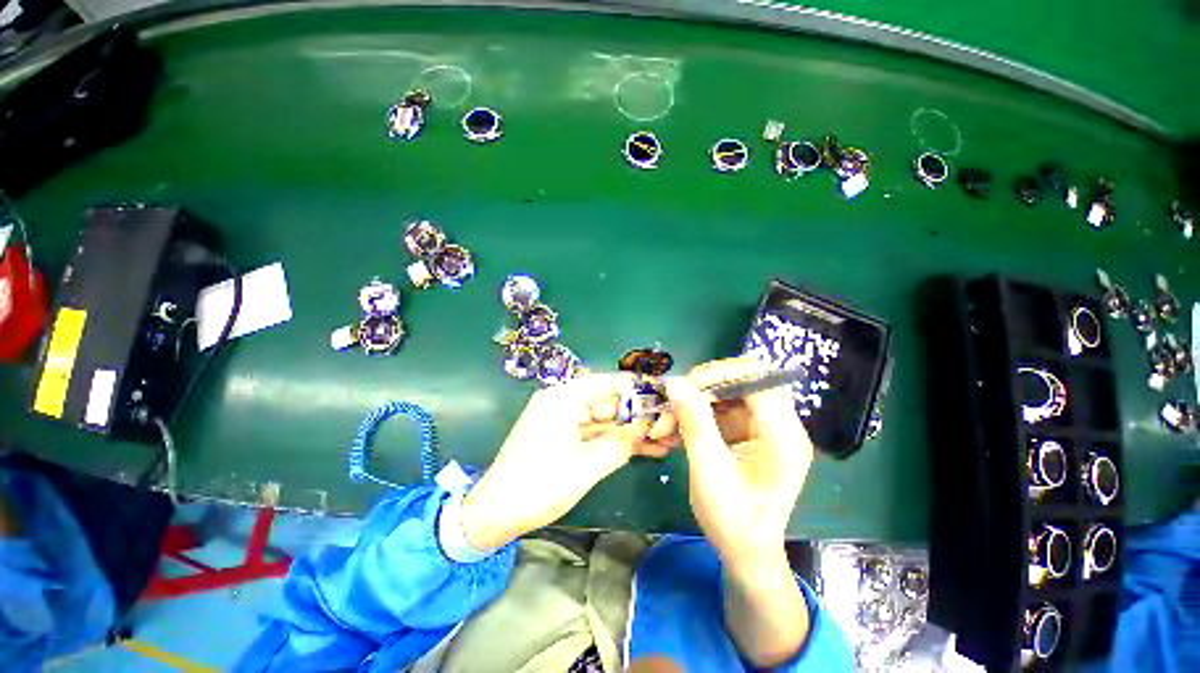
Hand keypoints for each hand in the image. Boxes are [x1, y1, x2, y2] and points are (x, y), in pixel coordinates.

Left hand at [461, 373, 669, 548]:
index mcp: (564, 397)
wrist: (495, 514)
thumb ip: (621, 443)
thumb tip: (648, 428)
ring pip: (604, 420)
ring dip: (630, 432)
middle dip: (638, 416)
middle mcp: (563, 402)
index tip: (665, 395)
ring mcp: (563, 419)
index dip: (637, 388)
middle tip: (669, 425)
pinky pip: (594, 433)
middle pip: (609, 402)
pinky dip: (615, 441)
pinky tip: (643, 449)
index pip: (608, 383)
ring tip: (664, 440)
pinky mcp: (563, 436)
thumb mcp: (587, 466)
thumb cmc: (539, 486)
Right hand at [662, 357, 814, 665]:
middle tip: (673, 402)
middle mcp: (779, 424)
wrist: (745, 552)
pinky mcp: (748, 432)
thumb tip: (674, 381)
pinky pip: (720, 408)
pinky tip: (674, 429)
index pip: (756, 379)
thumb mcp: (709, 469)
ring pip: (725, 393)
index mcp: (783, 434)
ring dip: (693, 402)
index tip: (684, 387)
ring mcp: (763, 427)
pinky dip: (696, 414)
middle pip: (741, 380)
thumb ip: (694, 421)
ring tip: (666, 423)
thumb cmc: (732, 519)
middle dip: (702, 387)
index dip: (719, 374)